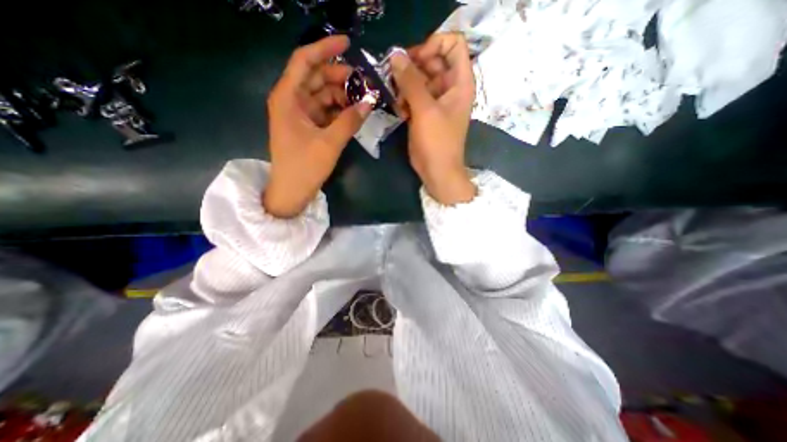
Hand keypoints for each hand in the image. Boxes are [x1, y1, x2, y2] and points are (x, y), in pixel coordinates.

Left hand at [263, 34, 372, 217]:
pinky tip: (353, 112)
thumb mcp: (330, 142)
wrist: (292, 191)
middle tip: (364, 82)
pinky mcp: (307, 126)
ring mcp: (299, 114)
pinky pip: (324, 110)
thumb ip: (350, 120)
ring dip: (342, 95)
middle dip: (340, 77)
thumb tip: (369, 102)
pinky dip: (338, 110)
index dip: (325, 49)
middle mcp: (291, 101)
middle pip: (316, 78)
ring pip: (322, 95)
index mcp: (287, 98)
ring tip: (363, 99)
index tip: (348, 43)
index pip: (305, 62)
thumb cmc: (305, 166)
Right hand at [391, 33, 475, 204]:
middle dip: (412, 67)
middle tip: (394, 76)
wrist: (437, 171)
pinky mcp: (425, 113)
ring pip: (420, 79)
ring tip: (397, 99)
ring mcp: (437, 101)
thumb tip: (395, 56)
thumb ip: (411, 82)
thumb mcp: (425, 110)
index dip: (433, 45)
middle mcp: (450, 88)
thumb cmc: (437, 142)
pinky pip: (414, 96)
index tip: (414, 60)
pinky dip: (405, 99)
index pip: (452, 45)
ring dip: (405, 85)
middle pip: (432, 61)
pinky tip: (400, 111)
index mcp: (460, 82)